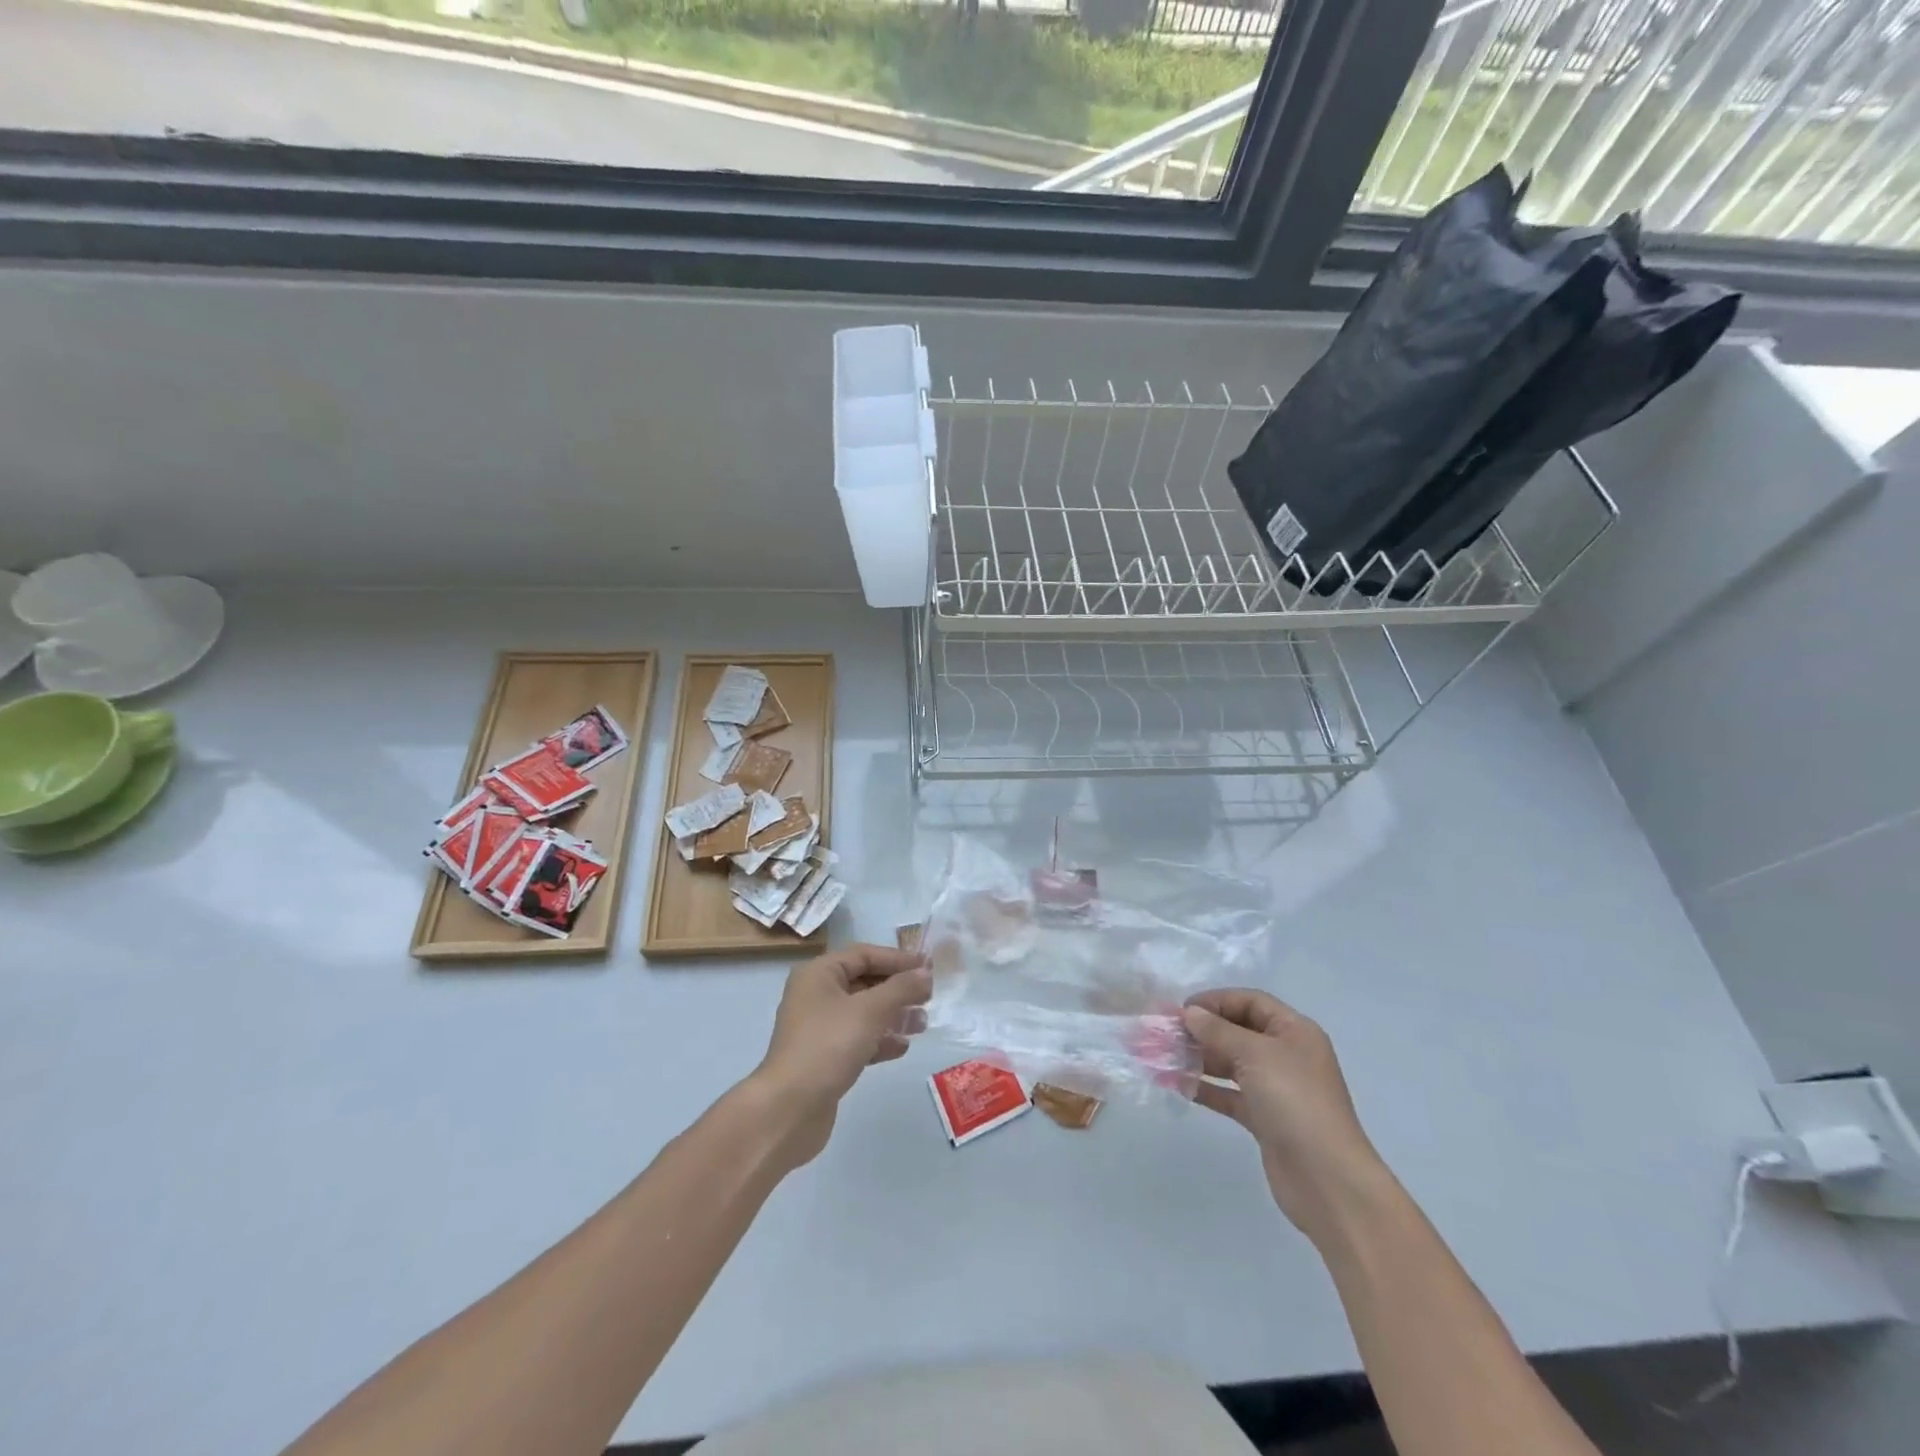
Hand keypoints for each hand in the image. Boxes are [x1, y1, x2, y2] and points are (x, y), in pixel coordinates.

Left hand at [752, 944, 931, 1166]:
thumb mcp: (869, 1011)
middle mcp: (815, 995)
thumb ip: (901, 988)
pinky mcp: (824, 1058)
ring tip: (922, 1024)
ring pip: (863, 1013)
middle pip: (864, 982)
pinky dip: (880, 1040)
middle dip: (897, 989)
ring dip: (893, 1015)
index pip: (863, 954)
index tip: (928, 967)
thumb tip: (925, 973)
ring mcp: (818, 1029)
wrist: (789, 1109)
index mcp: (818, 974)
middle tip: (928, 996)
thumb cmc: (828, 1046)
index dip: (897, 959)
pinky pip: (857, 1039)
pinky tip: (902, 1047)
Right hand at [1183, 988, 1391, 1246]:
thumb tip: (1190, 1013)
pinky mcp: (1265, 1118)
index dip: (1215, 1001)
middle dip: (1202, 1031)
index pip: (1250, 1002)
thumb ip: (1218, 1031)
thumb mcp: (1254, 1055)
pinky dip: (1207, 1089)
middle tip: (1166, 1035)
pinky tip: (1180, 1086)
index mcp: (1294, 1031)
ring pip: (1232, 1064)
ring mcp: (1277, 1089)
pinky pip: (1231, 1095)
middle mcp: (1287, 1054)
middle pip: (1238, 1031)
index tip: (1181, 1010)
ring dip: (1200, 1059)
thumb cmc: (1294, 1101)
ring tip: (1165, 1059)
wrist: (1327, 1179)